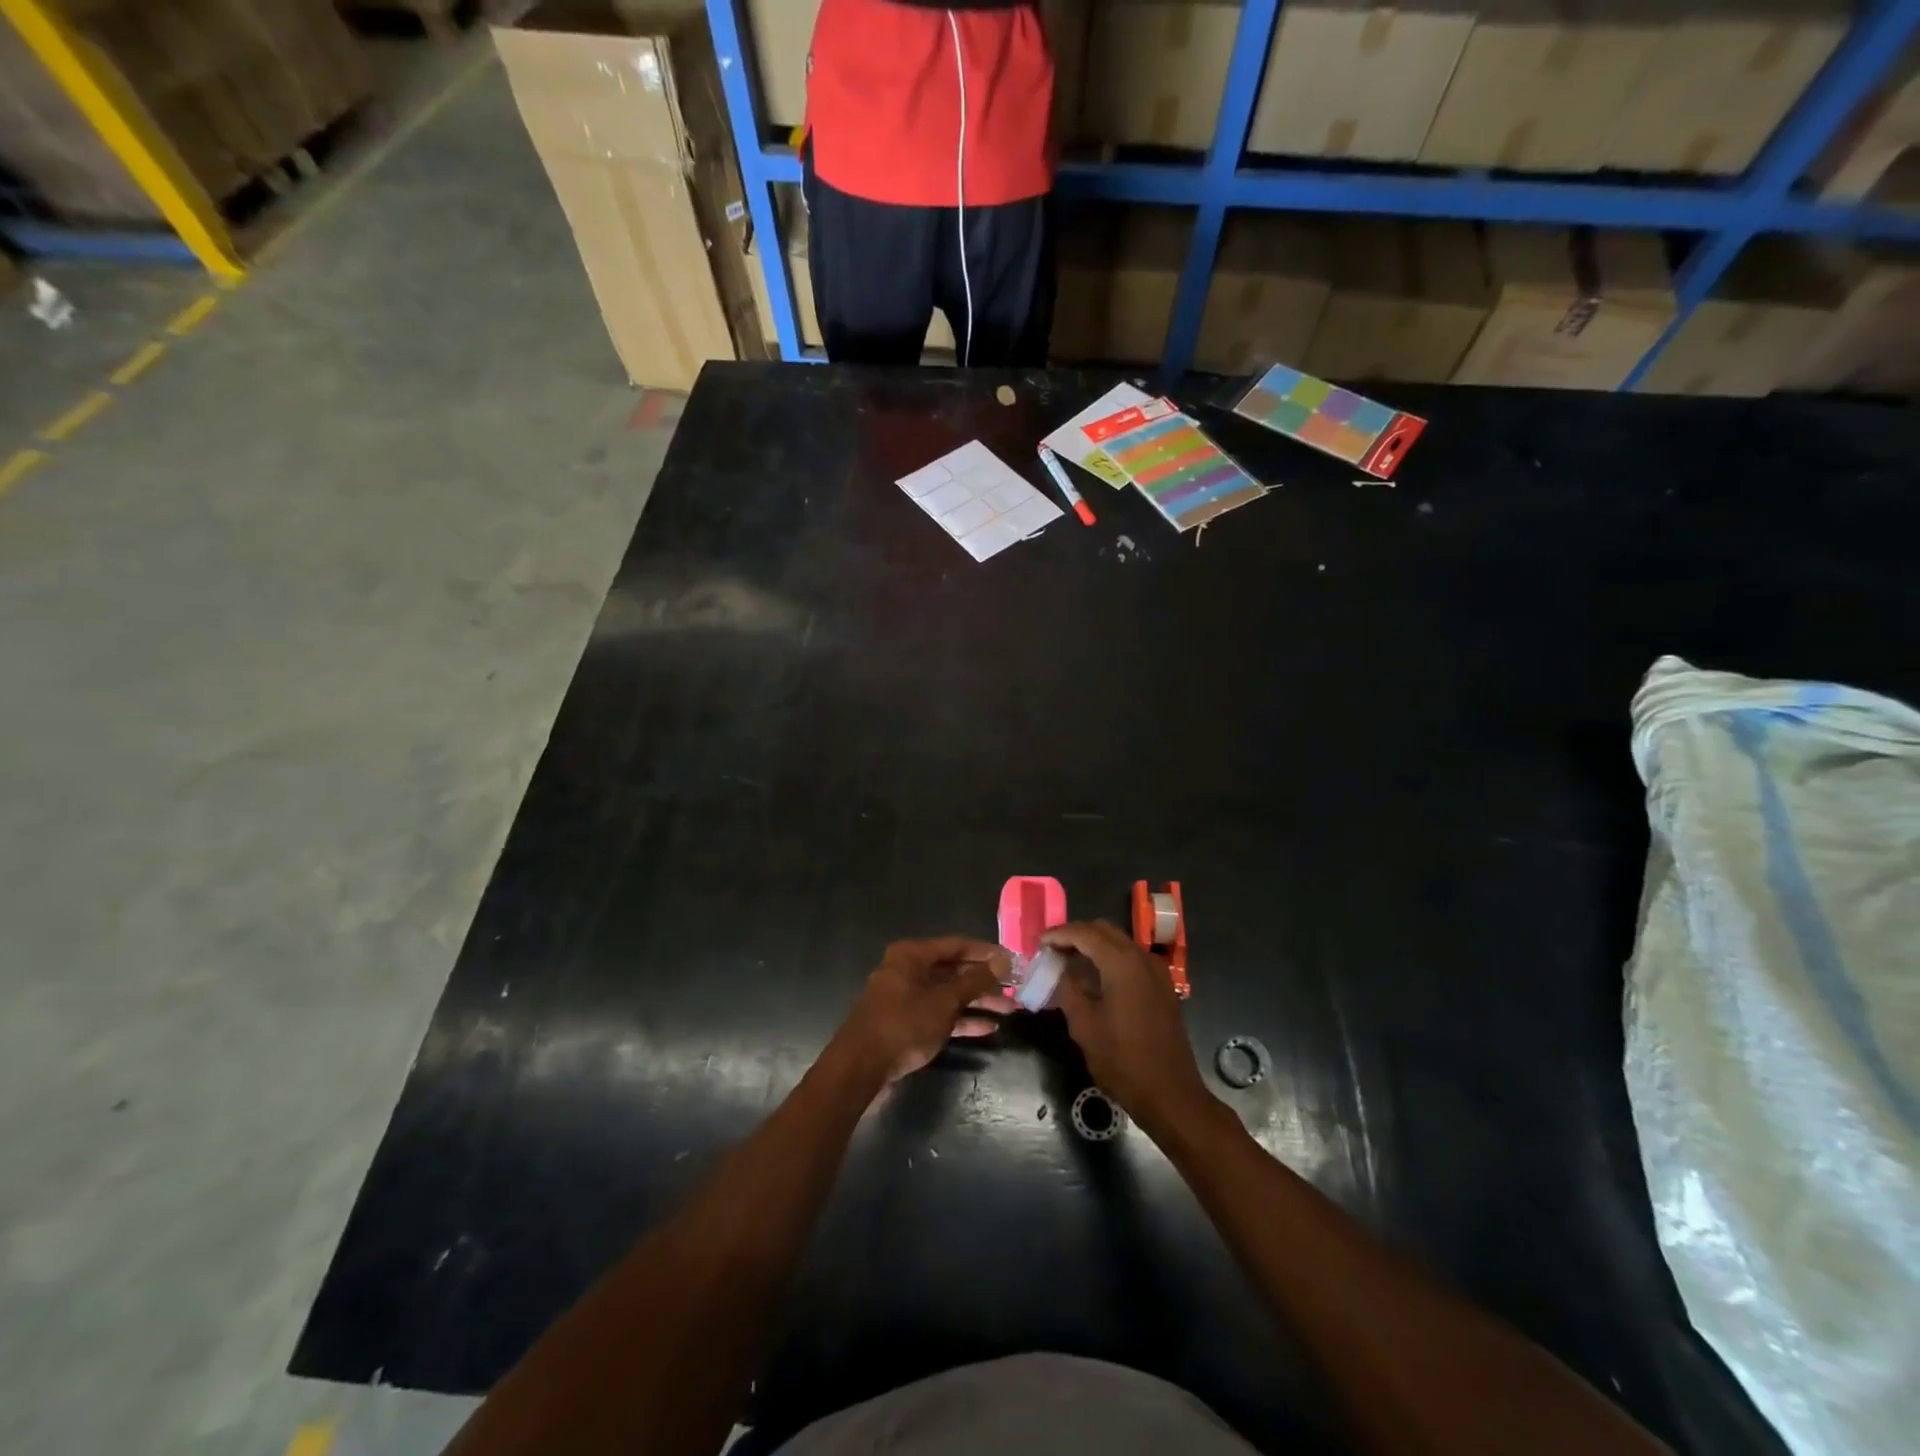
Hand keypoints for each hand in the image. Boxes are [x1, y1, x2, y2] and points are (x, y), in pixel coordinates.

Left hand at [836, 937, 1014, 1086]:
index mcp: (912, 955)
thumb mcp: (943, 1002)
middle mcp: (908, 970)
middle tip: (1015, 988)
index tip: (1013, 961)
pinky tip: (987, 1028)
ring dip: (977, 1001)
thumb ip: (974, 981)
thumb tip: (1002, 960)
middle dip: (985, 980)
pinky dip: (961, 1019)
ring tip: (1009, 1010)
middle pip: (953, 970)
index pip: (957, 945)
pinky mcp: (906, 1023)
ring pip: (948, 994)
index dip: (986, 952)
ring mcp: (906, 997)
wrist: (859, 1069)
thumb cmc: (903, 1025)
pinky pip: (939, 1014)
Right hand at [1043, 921, 1212, 1134]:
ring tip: (1068, 963)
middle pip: (1103, 931)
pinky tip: (1094, 979)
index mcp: (1121, 962)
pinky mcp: (1162, 986)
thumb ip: (1067, 988)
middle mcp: (1142, 957)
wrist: (1170, 1094)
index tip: (1038, 944)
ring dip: (1093, 946)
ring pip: (1119, 943)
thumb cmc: (1122, 1060)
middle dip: (1075, 936)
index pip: (1084, 933)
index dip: (1058, 935)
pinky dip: (1110, 959)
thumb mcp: (1084, 1025)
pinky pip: (1131, 959)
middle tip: (1052, 951)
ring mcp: (1156, 971)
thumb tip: (1056, 968)